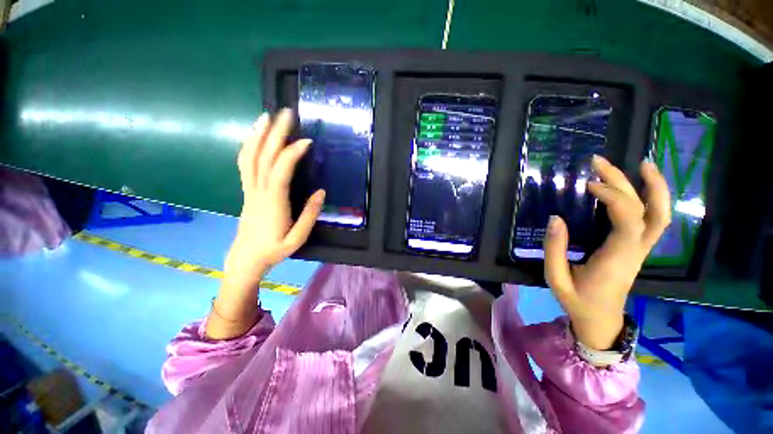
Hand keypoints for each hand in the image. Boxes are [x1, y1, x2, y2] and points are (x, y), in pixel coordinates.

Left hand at [224, 109, 324, 285]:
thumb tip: (321, 192)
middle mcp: (258, 192)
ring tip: (267, 116)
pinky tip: (255, 137)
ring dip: (258, 135)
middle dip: (275, 134)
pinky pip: (245, 164)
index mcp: (273, 204)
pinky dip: (248, 147)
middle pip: (263, 158)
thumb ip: (310, 215)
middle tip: (286, 114)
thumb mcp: (298, 238)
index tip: (306, 141)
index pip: (280, 173)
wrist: (246, 258)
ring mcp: (250, 190)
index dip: (291, 154)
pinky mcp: (247, 191)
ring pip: (250, 157)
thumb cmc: (274, 249)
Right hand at [544, 156, 670, 349]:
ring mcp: (641, 249)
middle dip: (629, 182)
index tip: (588, 185)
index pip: (629, 221)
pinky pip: (653, 220)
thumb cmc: (577, 300)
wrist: (601, 320)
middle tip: (602, 162)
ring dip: (654, 187)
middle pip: (648, 211)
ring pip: (661, 215)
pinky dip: (652, 199)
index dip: (614, 197)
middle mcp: (636, 250)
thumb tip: (556, 218)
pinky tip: (639, 186)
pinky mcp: (638, 248)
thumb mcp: (556, 278)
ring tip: (641, 164)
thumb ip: (555, 249)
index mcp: (617, 259)